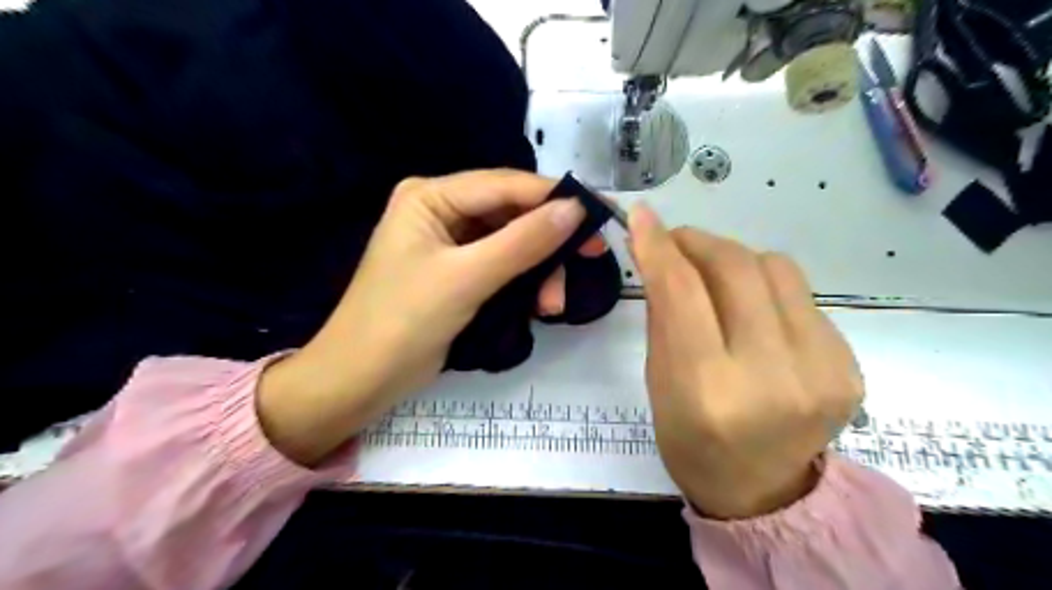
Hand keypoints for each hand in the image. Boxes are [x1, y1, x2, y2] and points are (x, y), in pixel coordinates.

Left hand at [256, 168, 599, 465]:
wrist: (361, 380)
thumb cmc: (402, 322)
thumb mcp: (466, 278)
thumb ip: (522, 242)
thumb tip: (575, 209)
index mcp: (431, 196)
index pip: (504, 185)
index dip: (554, 198)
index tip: (599, 215)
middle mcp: (442, 211)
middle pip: (512, 214)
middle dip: (549, 243)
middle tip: (589, 261)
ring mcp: (450, 243)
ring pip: (513, 243)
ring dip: (539, 270)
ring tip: (553, 305)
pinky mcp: (458, 273)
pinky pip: (503, 267)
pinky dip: (524, 284)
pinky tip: (538, 306)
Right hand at [622, 205, 863, 517]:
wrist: (761, 489)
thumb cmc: (691, 438)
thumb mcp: (659, 380)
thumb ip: (663, 314)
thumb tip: (660, 254)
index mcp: (708, 390)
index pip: (683, 293)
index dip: (660, 246)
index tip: (642, 216)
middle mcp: (771, 377)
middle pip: (737, 268)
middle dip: (700, 242)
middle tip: (677, 243)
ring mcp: (822, 370)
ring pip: (776, 268)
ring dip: (736, 260)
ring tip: (716, 279)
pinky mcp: (849, 365)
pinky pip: (801, 297)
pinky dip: (767, 290)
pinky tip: (754, 313)